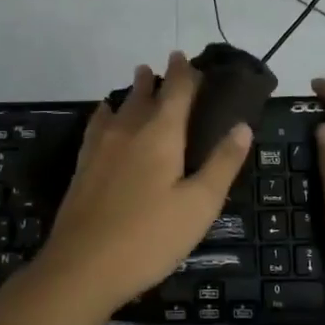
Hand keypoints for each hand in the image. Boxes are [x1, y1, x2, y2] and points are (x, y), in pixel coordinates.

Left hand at [35, 51, 252, 312]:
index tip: (186, 57)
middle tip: (167, 67)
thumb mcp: (199, 205)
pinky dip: (107, 112)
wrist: (82, 267)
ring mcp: (101, 147)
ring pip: (119, 106)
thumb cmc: (150, 237)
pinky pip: (98, 124)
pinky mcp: (83, 165)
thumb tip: (242, 125)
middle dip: (158, 78)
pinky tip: (105, 116)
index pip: (176, 91)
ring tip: (139, 80)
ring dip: (133, 91)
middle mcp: (128, 130)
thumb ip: (222, 163)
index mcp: (161, 134)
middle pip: (144, 94)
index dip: (185, 73)